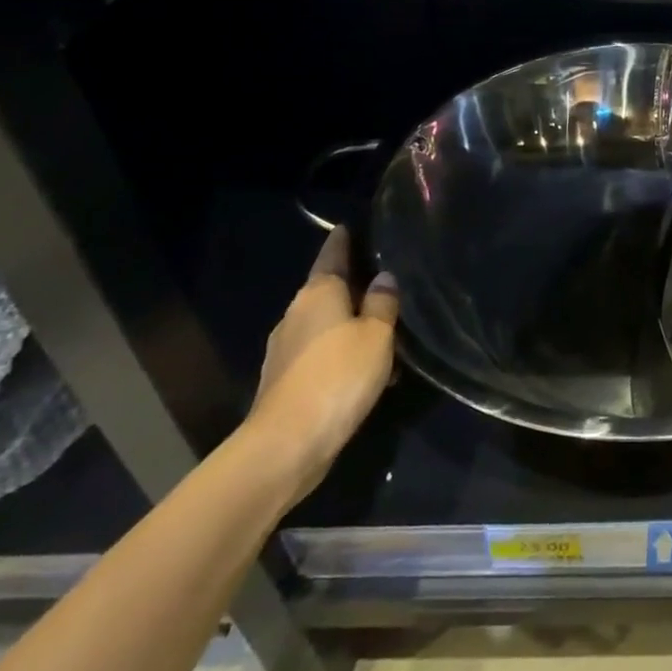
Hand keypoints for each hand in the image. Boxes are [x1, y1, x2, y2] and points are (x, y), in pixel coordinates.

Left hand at [246, 225, 397, 503]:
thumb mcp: (377, 335)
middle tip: (386, 282)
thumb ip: (383, 303)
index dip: (343, 240)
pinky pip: (321, 353)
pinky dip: (342, 353)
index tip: (351, 227)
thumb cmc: (338, 376)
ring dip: (351, 325)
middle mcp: (296, 313)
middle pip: (328, 290)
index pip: (332, 255)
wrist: (287, 443)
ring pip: (326, 324)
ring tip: (386, 332)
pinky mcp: (285, 379)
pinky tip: (367, 370)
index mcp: (318, 293)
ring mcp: (285, 348)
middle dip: (354, 286)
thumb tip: (384, 278)